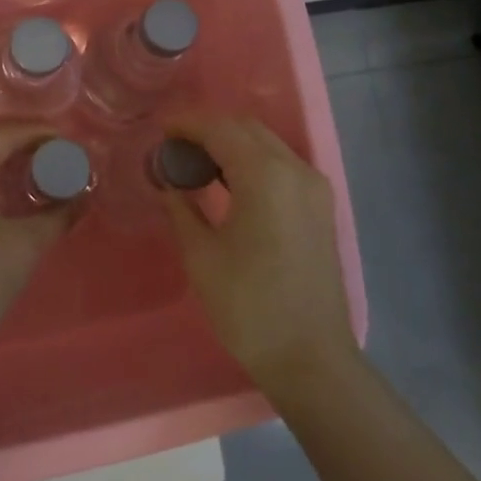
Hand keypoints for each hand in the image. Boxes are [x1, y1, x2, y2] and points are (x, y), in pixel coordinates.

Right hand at [160, 114, 358, 394]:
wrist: (310, 357)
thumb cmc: (249, 308)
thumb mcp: (202, 257)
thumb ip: (182, 209)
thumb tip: (169, 183)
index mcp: (266, 177)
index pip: (221, 129)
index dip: (187, 123)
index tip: (160, 130)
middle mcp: (296, 170)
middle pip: (247, 129)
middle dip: (208, 129)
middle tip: (173, 147)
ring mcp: (314, 186)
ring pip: (267, 144)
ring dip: (231, 143)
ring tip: (195, 162)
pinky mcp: (320, 205)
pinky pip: (281, 165)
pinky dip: (252, 161)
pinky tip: (227, 182)